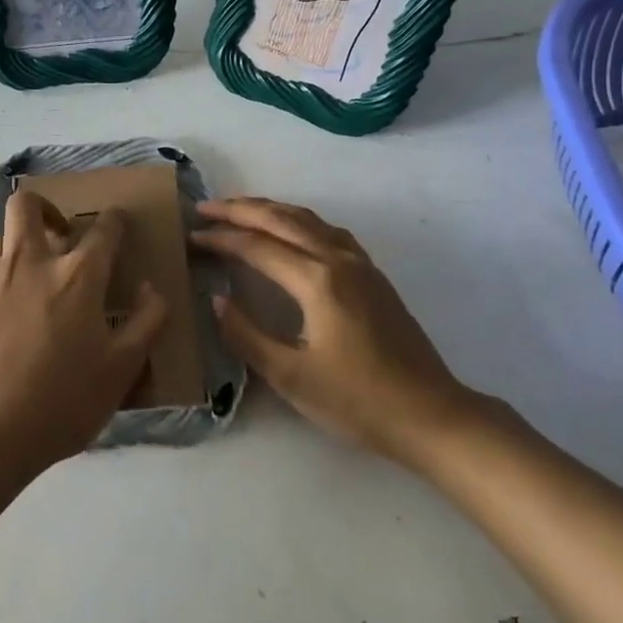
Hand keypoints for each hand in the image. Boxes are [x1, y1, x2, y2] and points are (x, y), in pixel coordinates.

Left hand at [0, 188, 167, 479]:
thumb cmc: (59, 403)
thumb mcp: (121, 371)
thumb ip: (147, 323)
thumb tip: (151, 288)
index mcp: (79, 276)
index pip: (103, 229)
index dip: (115, 220)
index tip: (118, 223)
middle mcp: (33, 261)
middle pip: (30, 204)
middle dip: (48, 207)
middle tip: (62, 234)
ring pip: (4, 233)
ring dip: (22, 241)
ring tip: (34, 273)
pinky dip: (2, 268)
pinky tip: (9, 301)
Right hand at [191, 197, 481, 464]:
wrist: (430, 414)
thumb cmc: (357, 401)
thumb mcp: (291, 376)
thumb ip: (247, 335)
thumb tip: (217, 301)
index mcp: (317, 281)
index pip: (257, 247)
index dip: (221, 240)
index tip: (191, 238)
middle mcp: (338, 259)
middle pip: (282, 219)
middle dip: (240, 209)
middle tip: (205, 208)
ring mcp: (360, 264)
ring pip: (308, 219)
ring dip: (270, 209)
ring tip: (239, 210)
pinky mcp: (373, 275)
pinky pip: (327, 230)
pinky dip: (299, 220)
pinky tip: (291, 230)